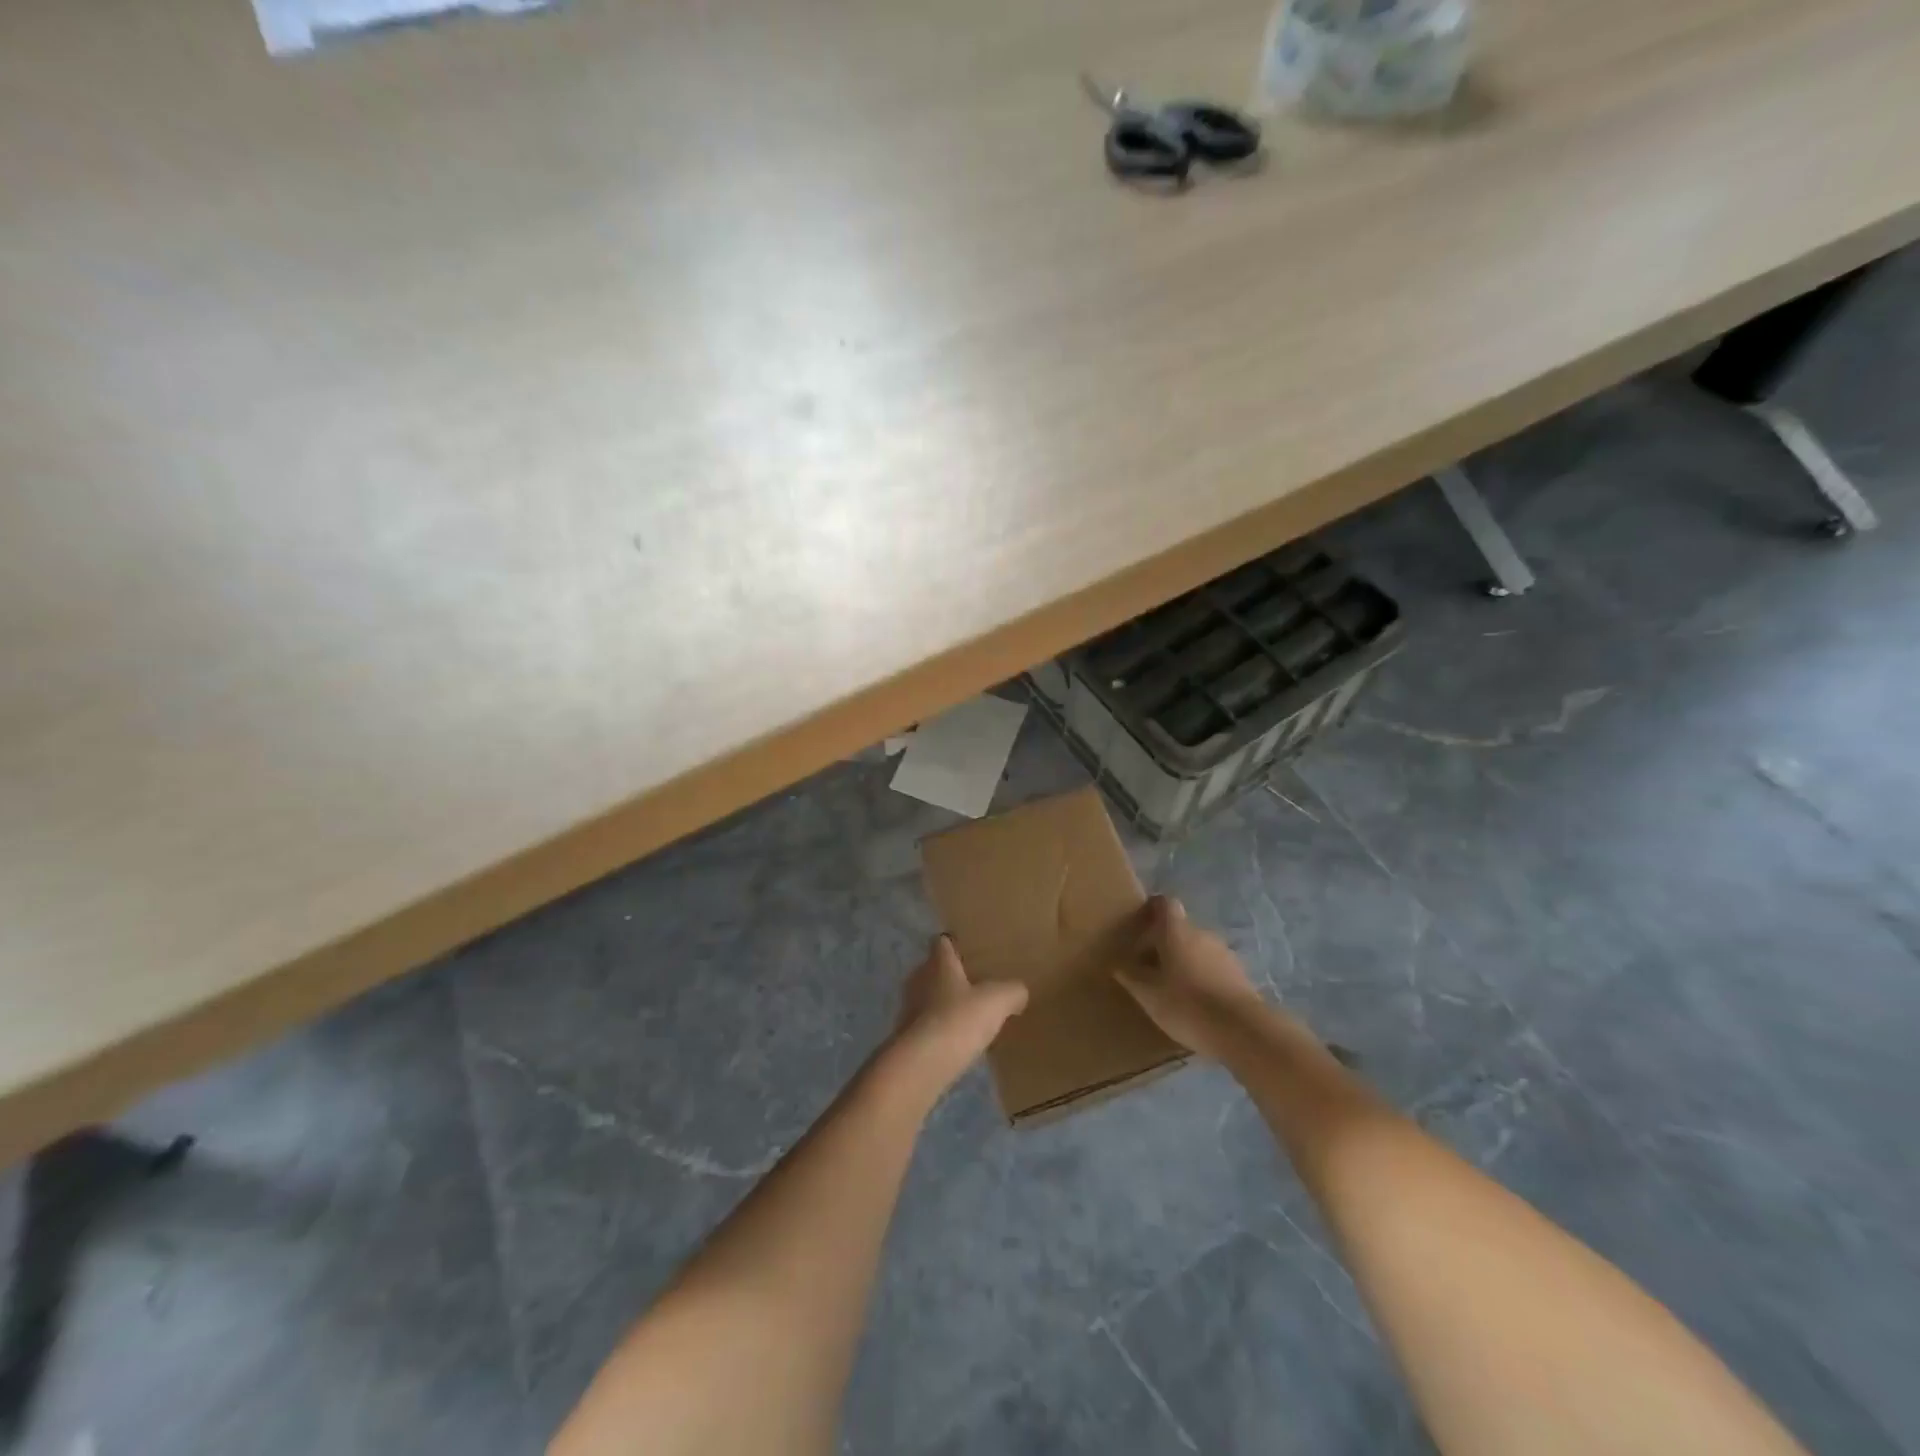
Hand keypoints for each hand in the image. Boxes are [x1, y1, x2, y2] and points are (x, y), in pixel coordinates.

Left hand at [884, 935, 1027, 1098]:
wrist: (923, 1063)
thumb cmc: (959, 1019)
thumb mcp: (997, 1001)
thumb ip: (1012, 991)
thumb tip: (1019, 991)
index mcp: (938, 964)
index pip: (942, 942)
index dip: (953, 943)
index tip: (966, 948)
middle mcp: (918, 980)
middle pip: (932, 970)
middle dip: (949, 976)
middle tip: (973, 984)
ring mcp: (908, 1009)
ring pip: (927, 998)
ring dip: (943, 1005)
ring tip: (966, 1015)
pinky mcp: (905, 1037)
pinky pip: (924, 1026)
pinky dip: (938, 1030)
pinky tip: (955, 1041)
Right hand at [1117, 896, 1268, 1059]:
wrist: (1242, 1030)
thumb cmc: (1186, 1005)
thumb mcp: (1148, 995)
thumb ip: (1131, 977)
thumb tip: (1118, 965)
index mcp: (1176, 931)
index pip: (1164, 904)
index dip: (1151, 910)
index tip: (1139, 927)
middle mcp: (1201, 933)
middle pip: (1179, 928)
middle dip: (1163, 944)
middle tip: (1148, 969)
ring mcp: (1224, 953)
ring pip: (1197, 948)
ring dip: (1184, 962)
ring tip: (1172, 989)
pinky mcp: (1240, 974)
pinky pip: (1213, 967)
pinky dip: (1202, 977)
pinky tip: (1196, 1003)